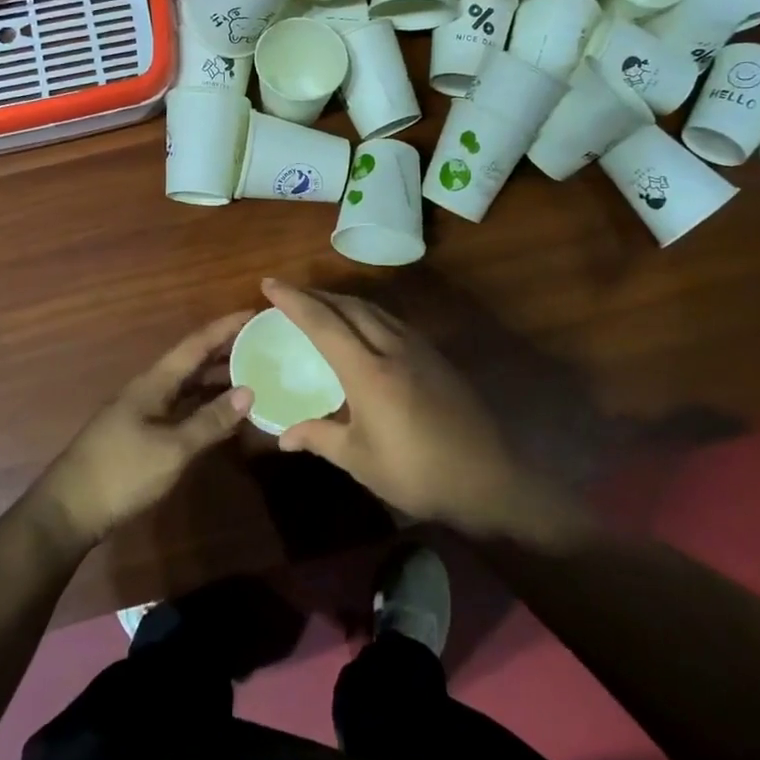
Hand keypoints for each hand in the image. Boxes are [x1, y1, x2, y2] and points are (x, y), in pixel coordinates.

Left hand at [36, 310, 256, 547]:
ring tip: (253, 375)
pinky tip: (224, 415)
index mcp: (154, 382)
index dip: (225, 327)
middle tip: (262, 344)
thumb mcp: (172, 449)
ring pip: (187, 386)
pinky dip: (204, 406)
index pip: (195, 344)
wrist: (70, 510)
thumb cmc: (122, 472)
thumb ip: (210, 420)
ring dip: (217, 379)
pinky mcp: (142, 434)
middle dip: (225, 350)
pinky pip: (181, 408)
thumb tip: (249, 391)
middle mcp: (149, 389)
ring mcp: (144, 412)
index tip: (254, 313)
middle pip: (191, 362)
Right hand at [264, 279, 583, 546]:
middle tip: (287, 293)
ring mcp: (417, 348)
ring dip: (341, 300)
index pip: (323, 322)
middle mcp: (391, 347)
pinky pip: (390, 320)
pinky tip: (361, 327)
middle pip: (348, 305)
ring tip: (319, 305)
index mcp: (367, 370)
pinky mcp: (434, 356)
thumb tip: (283, 436)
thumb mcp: (361, 461)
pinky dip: (365, 313)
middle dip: (315, 294)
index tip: (269, 284)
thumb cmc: (418, 472)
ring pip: (372, 309)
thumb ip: (320, 438)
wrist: (490, 476)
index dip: (294, 300)